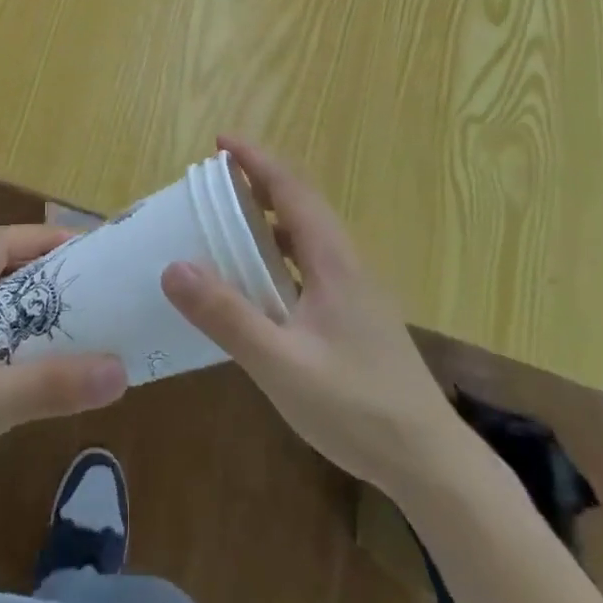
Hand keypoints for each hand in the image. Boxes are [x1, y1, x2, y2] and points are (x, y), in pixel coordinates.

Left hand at [0, 224, 128, 509]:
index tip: (88, 249)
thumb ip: (56, 383)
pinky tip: (35, 357)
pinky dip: (12, 332)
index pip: (3, 241)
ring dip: (29, 306)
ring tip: (74, 317)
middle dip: (43, 273)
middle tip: (89, 284)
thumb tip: (121, 372)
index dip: (46, 239)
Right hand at [161, 137, 458, 491]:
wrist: (429, 462)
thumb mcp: (281, 364)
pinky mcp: (355, 314)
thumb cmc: (355, 407)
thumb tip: (173, 267)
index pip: (290, 190)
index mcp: (332, 260)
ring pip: (308, 233)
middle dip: (259, 180)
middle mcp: (346, 263)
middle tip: (215, 177)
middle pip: (301, 203)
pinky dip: (280, 250)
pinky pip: (311, 262)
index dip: (255, 160)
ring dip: (270, 215)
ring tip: (230, 217)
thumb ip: (227, 316)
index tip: (220, 141)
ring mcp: (355, 289)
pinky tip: (261, 280)